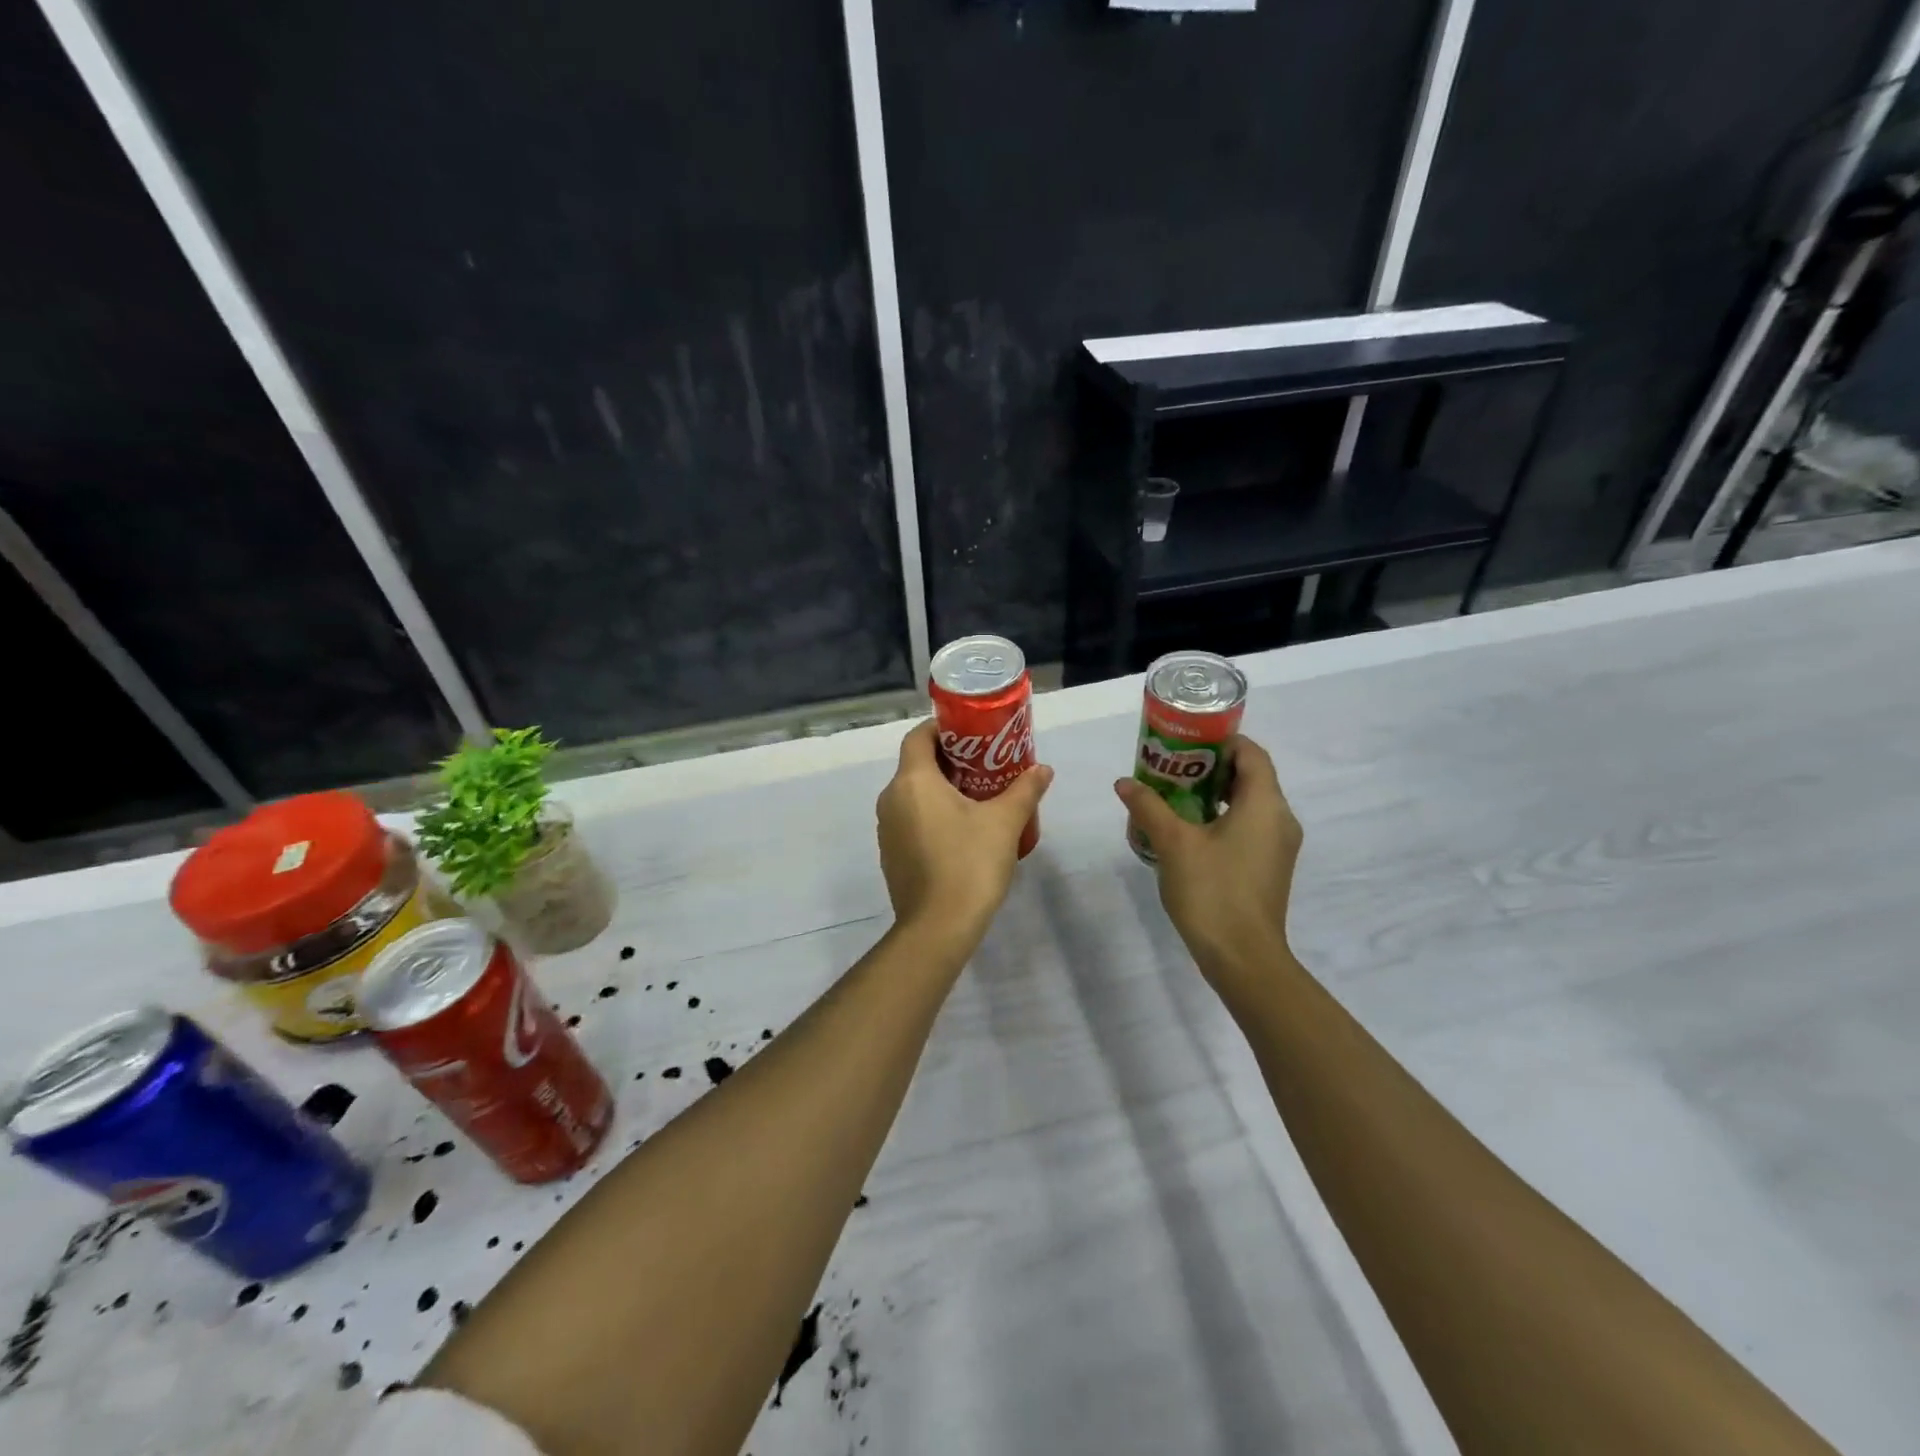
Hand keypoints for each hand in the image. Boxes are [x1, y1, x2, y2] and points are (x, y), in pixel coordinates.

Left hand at [877, 721, 1052, 952]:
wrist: (938, 928)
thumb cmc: (969, 863)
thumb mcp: (1004, 822)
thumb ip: (1024, 790)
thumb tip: (1043, 769)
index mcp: (912, 781)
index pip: (918, 736)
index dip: (943, 729)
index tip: (973, 734)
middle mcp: (891, 799)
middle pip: (917, 765)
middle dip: (950, 760)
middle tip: (986, 764)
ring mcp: (887, 830)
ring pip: (913, 794)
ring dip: (941, 790)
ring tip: (979, 797)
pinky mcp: (891, 855)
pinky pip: (911, 820)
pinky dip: (932, 815)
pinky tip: (962, 832)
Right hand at [1114, 735, 1302, 996]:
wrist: (1243, 958)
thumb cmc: (1213, 891)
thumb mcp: (1173, 843)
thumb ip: (1149, 807)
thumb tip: (1124, 783)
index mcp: (1265, 804)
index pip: (1251, 753)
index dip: (1221, 742)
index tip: (1185, 742)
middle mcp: (1280, 819)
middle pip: (1250, 777)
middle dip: (1210, 768)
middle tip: (1171, 767)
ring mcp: (1278, 846)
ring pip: (1249, 804)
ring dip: (1214, 794)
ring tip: (1173, 796)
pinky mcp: (1270, 867)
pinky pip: (1249, 827)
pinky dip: (1223, 818)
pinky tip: (1189, 831)